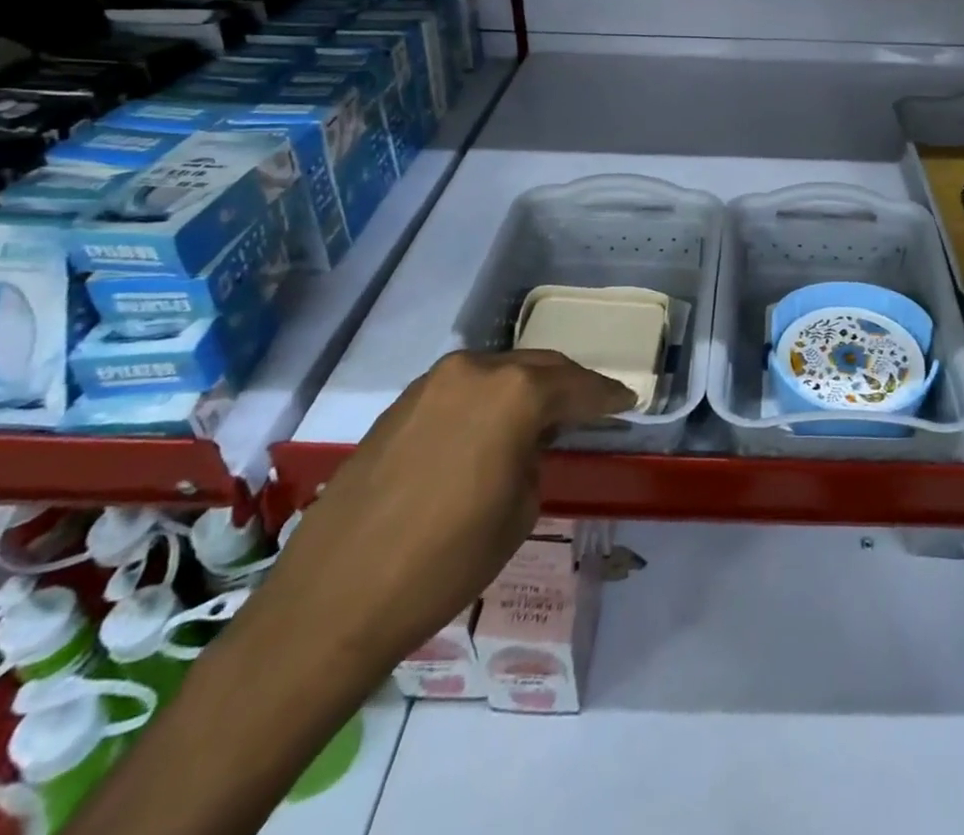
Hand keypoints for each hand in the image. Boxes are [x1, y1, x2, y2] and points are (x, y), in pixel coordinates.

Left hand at [268, 350, 634, 665]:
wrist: (334, 598)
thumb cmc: (445, 561)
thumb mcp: (519, 511)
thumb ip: (535, 458)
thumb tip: (526, 443)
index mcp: (514, 393)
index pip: (577, 386)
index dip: (608, 396)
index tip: (629, 400)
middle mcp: (475, 371)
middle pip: (538, 366)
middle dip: (569, 385)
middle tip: (593, 404)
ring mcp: (432, 383)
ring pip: (499, 373)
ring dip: (526, 389)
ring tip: (544, 416)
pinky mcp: (402, 404)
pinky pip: (463, 390)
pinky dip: (488, 400)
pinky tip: (492, 428)